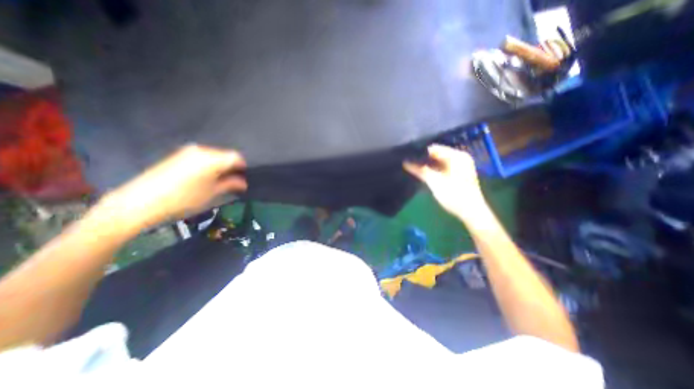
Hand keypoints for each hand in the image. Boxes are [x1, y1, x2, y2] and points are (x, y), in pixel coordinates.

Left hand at [107, 145, 248, 229]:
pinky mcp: (178, 155)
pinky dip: (209, 166)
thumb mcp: (212, 193)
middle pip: (225, 155)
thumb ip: (230, 184)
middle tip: (233, 181)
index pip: (236, 157)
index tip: (244, 177)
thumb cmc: (183, 198)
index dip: (243, 167)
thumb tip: (243, 182)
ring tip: (219, 181)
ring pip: (214, 156)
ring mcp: (188, 152)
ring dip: (220, 167)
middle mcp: (201, 150)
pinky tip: (205, 178)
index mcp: (212, 159)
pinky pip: (202, 157)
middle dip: (231, 167)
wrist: (141, 201)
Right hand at [401, 143, 486, 223]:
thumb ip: (420, 170)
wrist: (470, 212)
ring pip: (437, 161)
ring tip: (411, 165)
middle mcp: (459, 158)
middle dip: (422, 158)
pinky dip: (432, 169)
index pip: (434, 148)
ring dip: (426, 164)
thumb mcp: (435, 182)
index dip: (420, 151)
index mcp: (457, 156)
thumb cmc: (454, 195)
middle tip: (407, 161)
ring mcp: (458, 166)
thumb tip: (406, 162)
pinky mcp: (456, 174)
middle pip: (436, 154)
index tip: (407, 155)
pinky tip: (421, 172)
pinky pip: (441, 167)